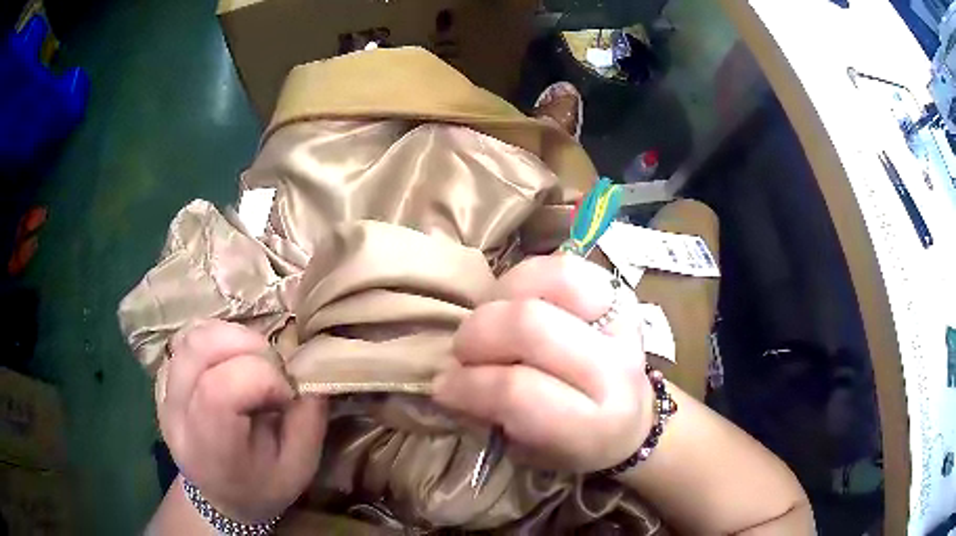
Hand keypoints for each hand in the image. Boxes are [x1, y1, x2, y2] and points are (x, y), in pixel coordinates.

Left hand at [158, 320, 326, 522]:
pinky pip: (188, 336)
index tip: (285, 394)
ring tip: (254, 361)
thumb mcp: (299, 469)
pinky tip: (235, 358)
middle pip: (200, 349)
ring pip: (193, 335)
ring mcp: (163, 392)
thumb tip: (312, 369)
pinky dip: (218, 336)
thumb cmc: (262, 487)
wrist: (218, 494)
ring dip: (234, 336)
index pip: (219, 391)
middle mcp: (176, 415)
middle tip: (272, 368)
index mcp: (210, 450)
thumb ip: (309, 422)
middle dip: (248, 344)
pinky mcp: (163, 377)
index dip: (261, 377)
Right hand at [433, 255, 653, 472]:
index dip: (468, 385)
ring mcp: (623, 325)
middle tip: (463, 353)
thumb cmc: (572, 445)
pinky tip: (513, 302)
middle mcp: (615, 371)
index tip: (444, 387)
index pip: (516, 391)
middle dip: (478, 336)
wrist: (633, 422)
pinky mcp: (621, 296)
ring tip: (489, 323)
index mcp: (592, 425)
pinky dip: (526, 278)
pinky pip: (565, 266)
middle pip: (529, 326)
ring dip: (501, 300)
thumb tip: (448, 377)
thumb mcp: (528, 451)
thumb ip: (489, 415)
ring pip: (553, 281)